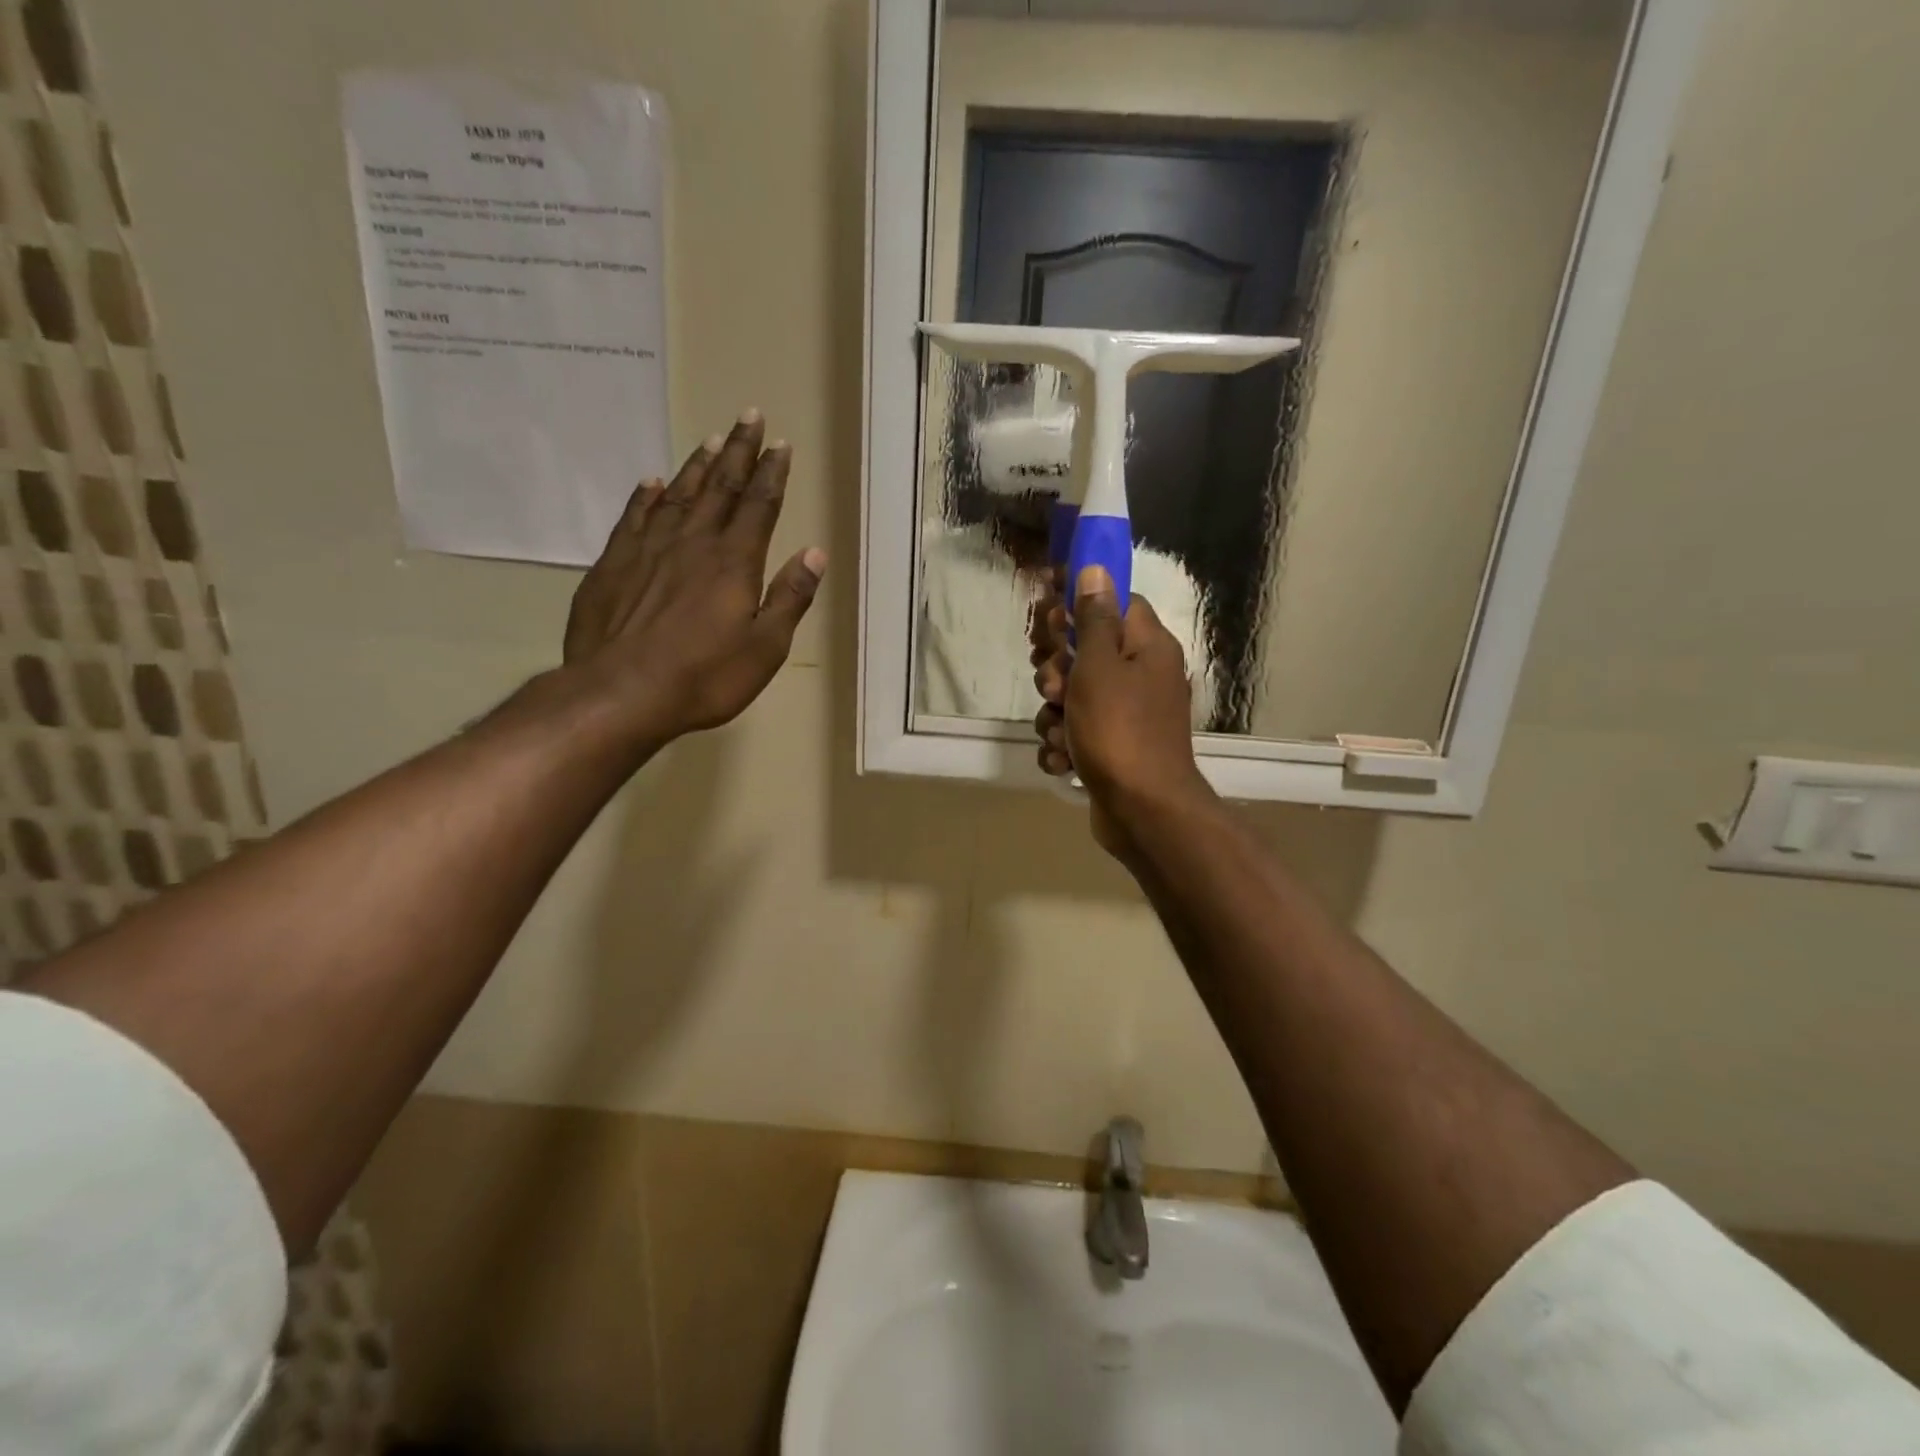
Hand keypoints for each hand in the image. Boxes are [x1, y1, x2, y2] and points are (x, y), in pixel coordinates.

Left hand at [563, 410, 825, 746]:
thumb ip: (789, 598)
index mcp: (734, 563)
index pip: (759, 506)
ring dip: (698, 466)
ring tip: (711, 439)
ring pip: (678, 495)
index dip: (772, 474)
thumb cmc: (704, 677)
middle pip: (720, 488)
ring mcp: (648, 550)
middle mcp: (693, 544)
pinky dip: (646, 496)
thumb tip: (814, 553)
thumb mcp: (765, 648)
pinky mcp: (613, 565)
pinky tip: (652, 482)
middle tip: (748, 417)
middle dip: (737, 452)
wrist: (620, 693)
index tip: (780, 444)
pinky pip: (634, 517)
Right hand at [1031, 564, 1212, 859]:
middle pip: (1085, 652)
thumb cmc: (1119, 730)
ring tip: (1060, 734)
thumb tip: (1097, 568)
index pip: (1113, 603)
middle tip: (1054, 687)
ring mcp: (1126, 716)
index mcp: (1147, 647)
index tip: (1047, 619)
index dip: (1076, 606)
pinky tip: (1064, 760)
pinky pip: (1074, 734)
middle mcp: (1141, 676)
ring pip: (1072, 697)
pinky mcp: (1111, 749)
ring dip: (1054, 715)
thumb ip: (1093, 618)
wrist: (1143, 812)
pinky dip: (1063, 746)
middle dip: (1056, 671)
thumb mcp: (1099, 666)